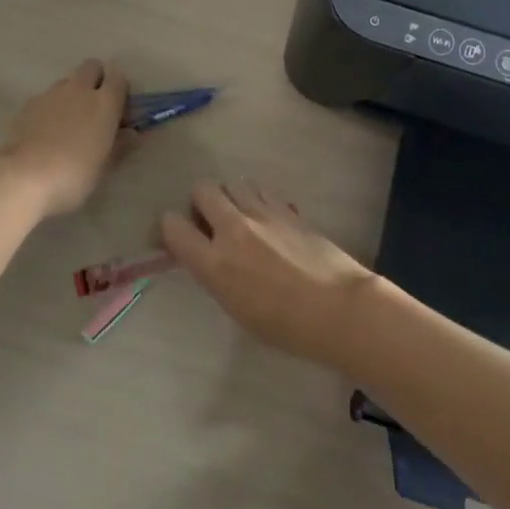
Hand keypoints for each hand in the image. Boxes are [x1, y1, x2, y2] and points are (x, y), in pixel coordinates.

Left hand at [0, 59, 130, 218]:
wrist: (24, 176)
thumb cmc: (74, 174)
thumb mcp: (105, 166)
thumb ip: (120, 145)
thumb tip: (131, 133)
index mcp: (105, 103)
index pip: (119, 77)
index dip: (120, 88)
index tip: (119, 108)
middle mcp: (79, 90)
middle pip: (91, 67)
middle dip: (96, 79)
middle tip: (95, 107)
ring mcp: (51, 94)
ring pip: (67, 81)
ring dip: (72, 93)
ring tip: (68, 122)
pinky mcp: (29, 104)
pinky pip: (46, 97)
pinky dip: (51, 107)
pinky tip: (46, 132)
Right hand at [160, 179, 375, 367]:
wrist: (339, 309)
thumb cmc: (286, 326)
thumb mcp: (238, 308)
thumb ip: (216, 274)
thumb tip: (209, 255)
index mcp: (215, 263)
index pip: (172, 226)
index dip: (170, 228)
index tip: (178, 237)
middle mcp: (233, 229)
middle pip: (202, 189)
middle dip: (201, 202)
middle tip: (212, 223)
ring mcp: (262, 212)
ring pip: (233, 182)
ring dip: (231, 196)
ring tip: (242, 218)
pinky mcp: (287, 208)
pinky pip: (261, 190)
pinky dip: (257, 199)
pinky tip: (268, 220)